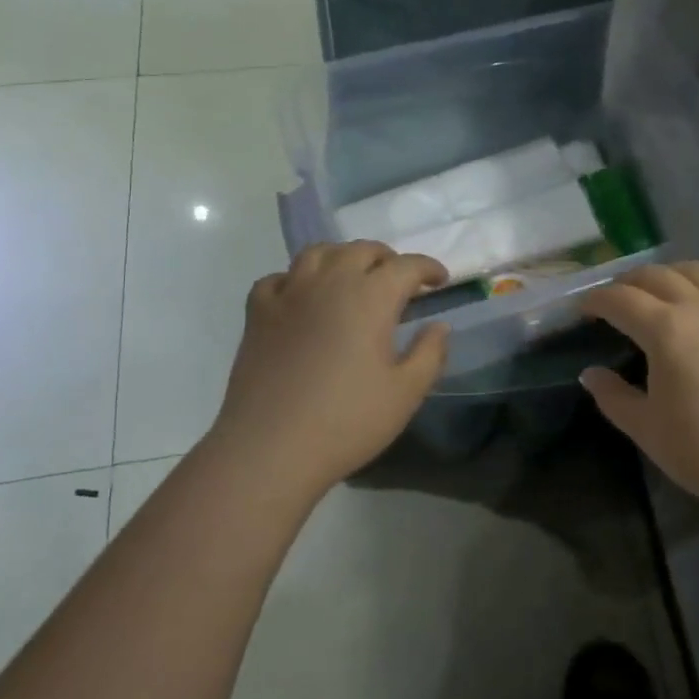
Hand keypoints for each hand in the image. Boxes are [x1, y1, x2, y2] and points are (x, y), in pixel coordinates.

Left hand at [213, 242, 449, 497]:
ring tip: (352, 277)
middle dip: (387, 259)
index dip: (428, 268)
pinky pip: (278, 278)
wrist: (270, 448)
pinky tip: (301, 298)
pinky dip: (295, 279)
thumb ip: (430, 353)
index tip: (440, 280)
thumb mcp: (406, 394)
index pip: (407, 266)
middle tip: (399, 281)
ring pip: (318, 253)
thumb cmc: (347, 421)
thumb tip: (438, 325)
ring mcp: (289, 293)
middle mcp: (330, 282)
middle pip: (362, 250)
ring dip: (342, 257)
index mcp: (371, 297)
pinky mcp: (258, 313)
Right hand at [580, 263, 698, 519]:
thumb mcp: (646, 428)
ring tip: (656, 294)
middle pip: (655, 275)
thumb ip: (613, 395)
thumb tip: (591, 374)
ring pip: (694, 271)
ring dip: (666, 275)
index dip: (595, 300)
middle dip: (626, 283)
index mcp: (666, 329)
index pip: (620, 299)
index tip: (582, 309)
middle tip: (612, 301)